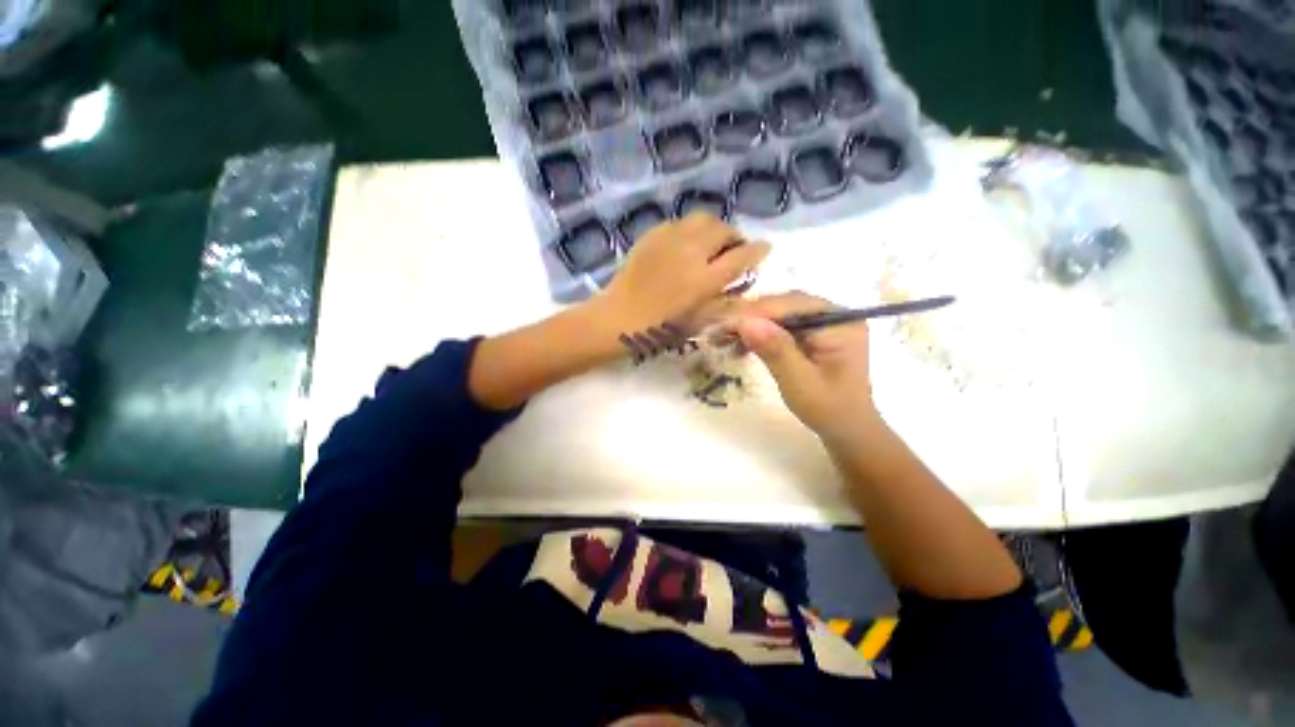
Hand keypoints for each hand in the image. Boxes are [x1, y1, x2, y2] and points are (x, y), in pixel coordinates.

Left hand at [592, 213, 769, 335]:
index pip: (743, 255)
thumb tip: (744, 282)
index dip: (758, 251)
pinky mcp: (652, 235)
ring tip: (711, 244)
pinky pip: (680, 222)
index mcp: (704, 280)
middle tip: (733, 251)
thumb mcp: (699, 322)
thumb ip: (726, 301)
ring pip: (703, 219)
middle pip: (724, 229)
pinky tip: (686, 245)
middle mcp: (691, 253)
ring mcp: (669, 240)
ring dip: (714, 229)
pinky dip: (691, 230)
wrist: (618, 318)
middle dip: (735, 238)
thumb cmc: (660, 329)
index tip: (764, 250)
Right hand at [733, 292, 877, 440]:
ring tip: (723, 338)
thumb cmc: (829, 410)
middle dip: (750, 316)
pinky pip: (781, 325)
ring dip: (751, 324)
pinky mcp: (812, 333)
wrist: (847, 428)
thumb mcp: (800, 383)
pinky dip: (759, 333)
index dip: (755, 313)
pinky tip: (740, 344)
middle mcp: (833, 315)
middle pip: (784, 305)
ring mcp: (823, 322)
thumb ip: (776, 350)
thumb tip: (746, 322)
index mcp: (840, 324)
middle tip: (718, 330)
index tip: (722, 324)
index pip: (791, 306)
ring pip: (779, 313)